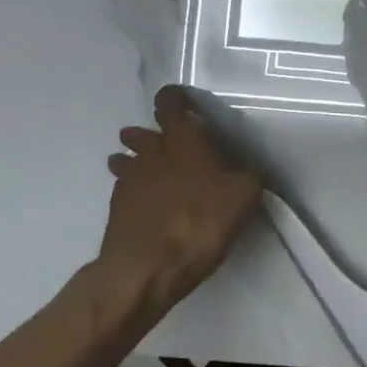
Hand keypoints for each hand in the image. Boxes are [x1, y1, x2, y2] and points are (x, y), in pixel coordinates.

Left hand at [97, 87, 263, 310]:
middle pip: (142, 133)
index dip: (174, 98)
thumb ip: (249, 177)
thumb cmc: (200, 221)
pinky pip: (124, 189)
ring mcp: (128, 181)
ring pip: (126, 160)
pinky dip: (133, 190)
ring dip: (132, 160)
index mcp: (183, 141)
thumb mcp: (243, 197)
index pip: (170, 105)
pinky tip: (144, 204)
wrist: (146, 268)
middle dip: (148, 133)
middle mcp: (152, 153)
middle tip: (162, 141)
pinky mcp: (116, 209)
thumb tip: (250, 170)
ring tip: (145, 170)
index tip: (181, 99)